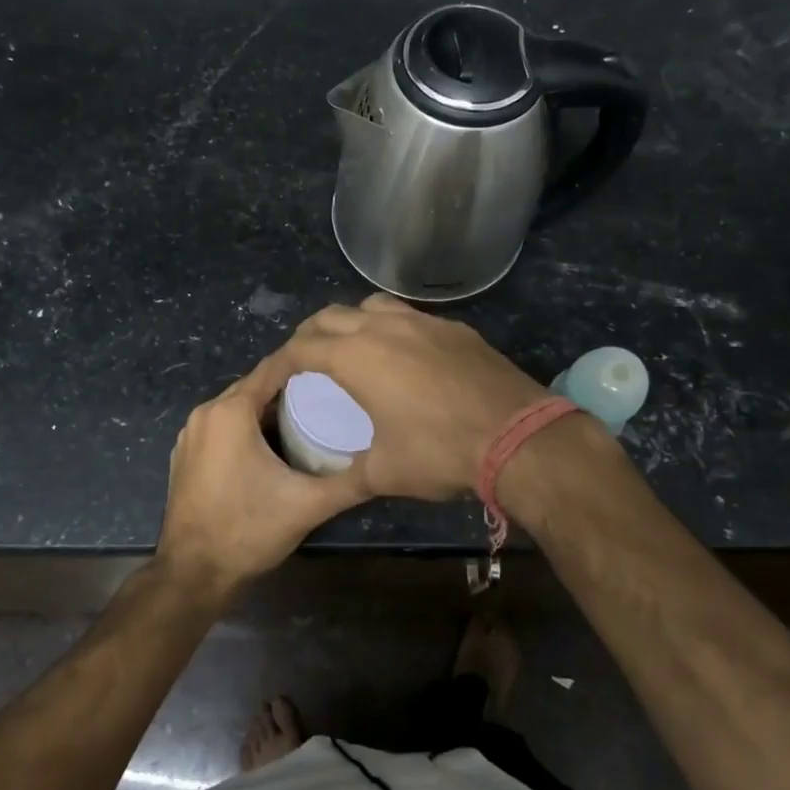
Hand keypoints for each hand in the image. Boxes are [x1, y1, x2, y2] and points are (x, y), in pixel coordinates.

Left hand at [154, 352, 368, 597]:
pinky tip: (271, 447)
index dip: (304, 365)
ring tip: (306, 419)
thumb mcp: (307, 505)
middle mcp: (205, 413)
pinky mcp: (184, 455)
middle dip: (288, 390)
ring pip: (236, 408)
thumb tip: (387, 466)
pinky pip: (220, 427)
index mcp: (230, 412)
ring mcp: (189, 435)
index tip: (335, 369)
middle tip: (328, 397)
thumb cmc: (248, 530)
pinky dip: (245, 429)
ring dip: (266, 411)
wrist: (193, 574)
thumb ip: (350, 482)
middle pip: (253, 387)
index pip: (272, 369)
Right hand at [280, 295, 546, 501]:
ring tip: (350, 349)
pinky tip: (404, 357)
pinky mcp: (455, 328)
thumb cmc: (441, 453)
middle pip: (329, 317)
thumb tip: (337, 483)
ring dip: (350, 323)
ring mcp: (423, 322)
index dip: (278, 364)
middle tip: (304, 363)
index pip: (300, 349)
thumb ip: (351, 474)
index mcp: (356, 357)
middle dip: (308, 337)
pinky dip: (390, 328)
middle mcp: (384, 328)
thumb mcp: (385, 473)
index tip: (271, 381)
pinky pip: (409, 317)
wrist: (518, 437)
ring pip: (371, 306)